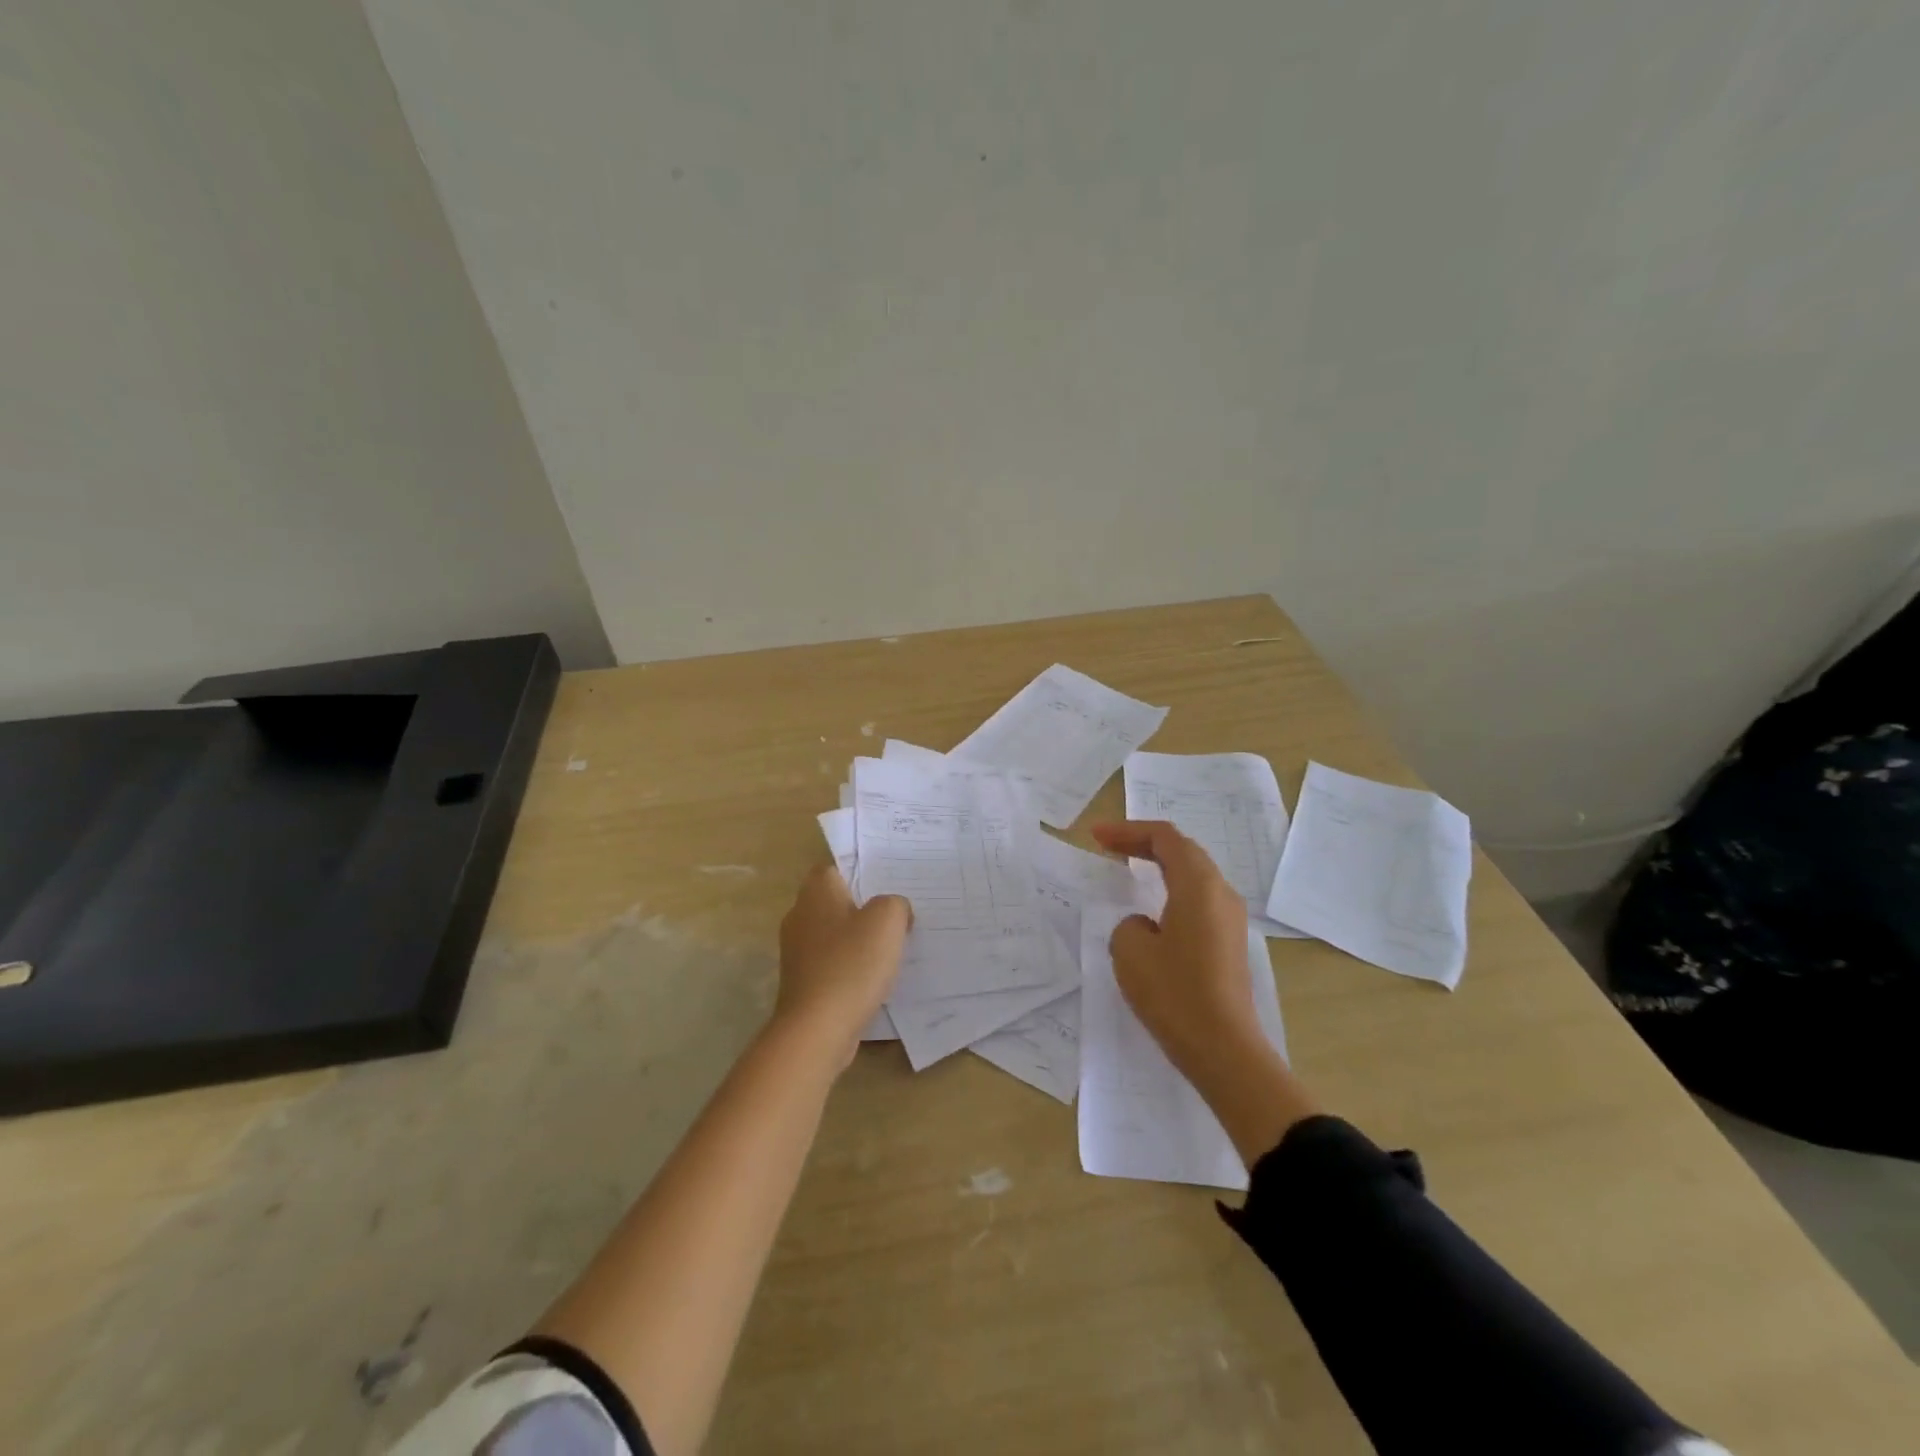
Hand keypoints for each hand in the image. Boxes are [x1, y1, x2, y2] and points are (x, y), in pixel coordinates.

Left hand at [774, 864, 910, 1056]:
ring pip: (834, 933)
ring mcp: (797, 952)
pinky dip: (851, 967)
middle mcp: (800, 916)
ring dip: (858, 939)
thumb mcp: (887, 920)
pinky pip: (832, 963)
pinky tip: (875, 978)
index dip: (860, 871)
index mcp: (816, 893)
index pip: (834, 867)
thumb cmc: (851, 965)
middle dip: (864, 907)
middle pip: (835, 900)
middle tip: (898, 914)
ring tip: (892, 947)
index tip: (888, 883)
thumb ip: (895, 903)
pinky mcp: (803, 982)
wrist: (817, 1030)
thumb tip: (895, 911)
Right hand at [1089, 820, 1264, 1082]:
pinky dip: (1171, 890)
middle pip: (1182, 851)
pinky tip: (1152, 909)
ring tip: (1128, 868)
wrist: (1225, 1050)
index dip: (1128, 831)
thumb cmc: (1175, 994)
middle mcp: (1221, 894)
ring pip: (1193, 875)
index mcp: (1199, 885)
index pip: (1165, 838)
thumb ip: (1129, 924)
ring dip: (1159, 866)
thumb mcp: (1131, 951)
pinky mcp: (1230, 943)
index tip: (1096, 836)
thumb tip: (1144, 926)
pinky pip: (1198, 900)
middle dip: (1143, 843)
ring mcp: (1230, 919)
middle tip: (1108, 845)